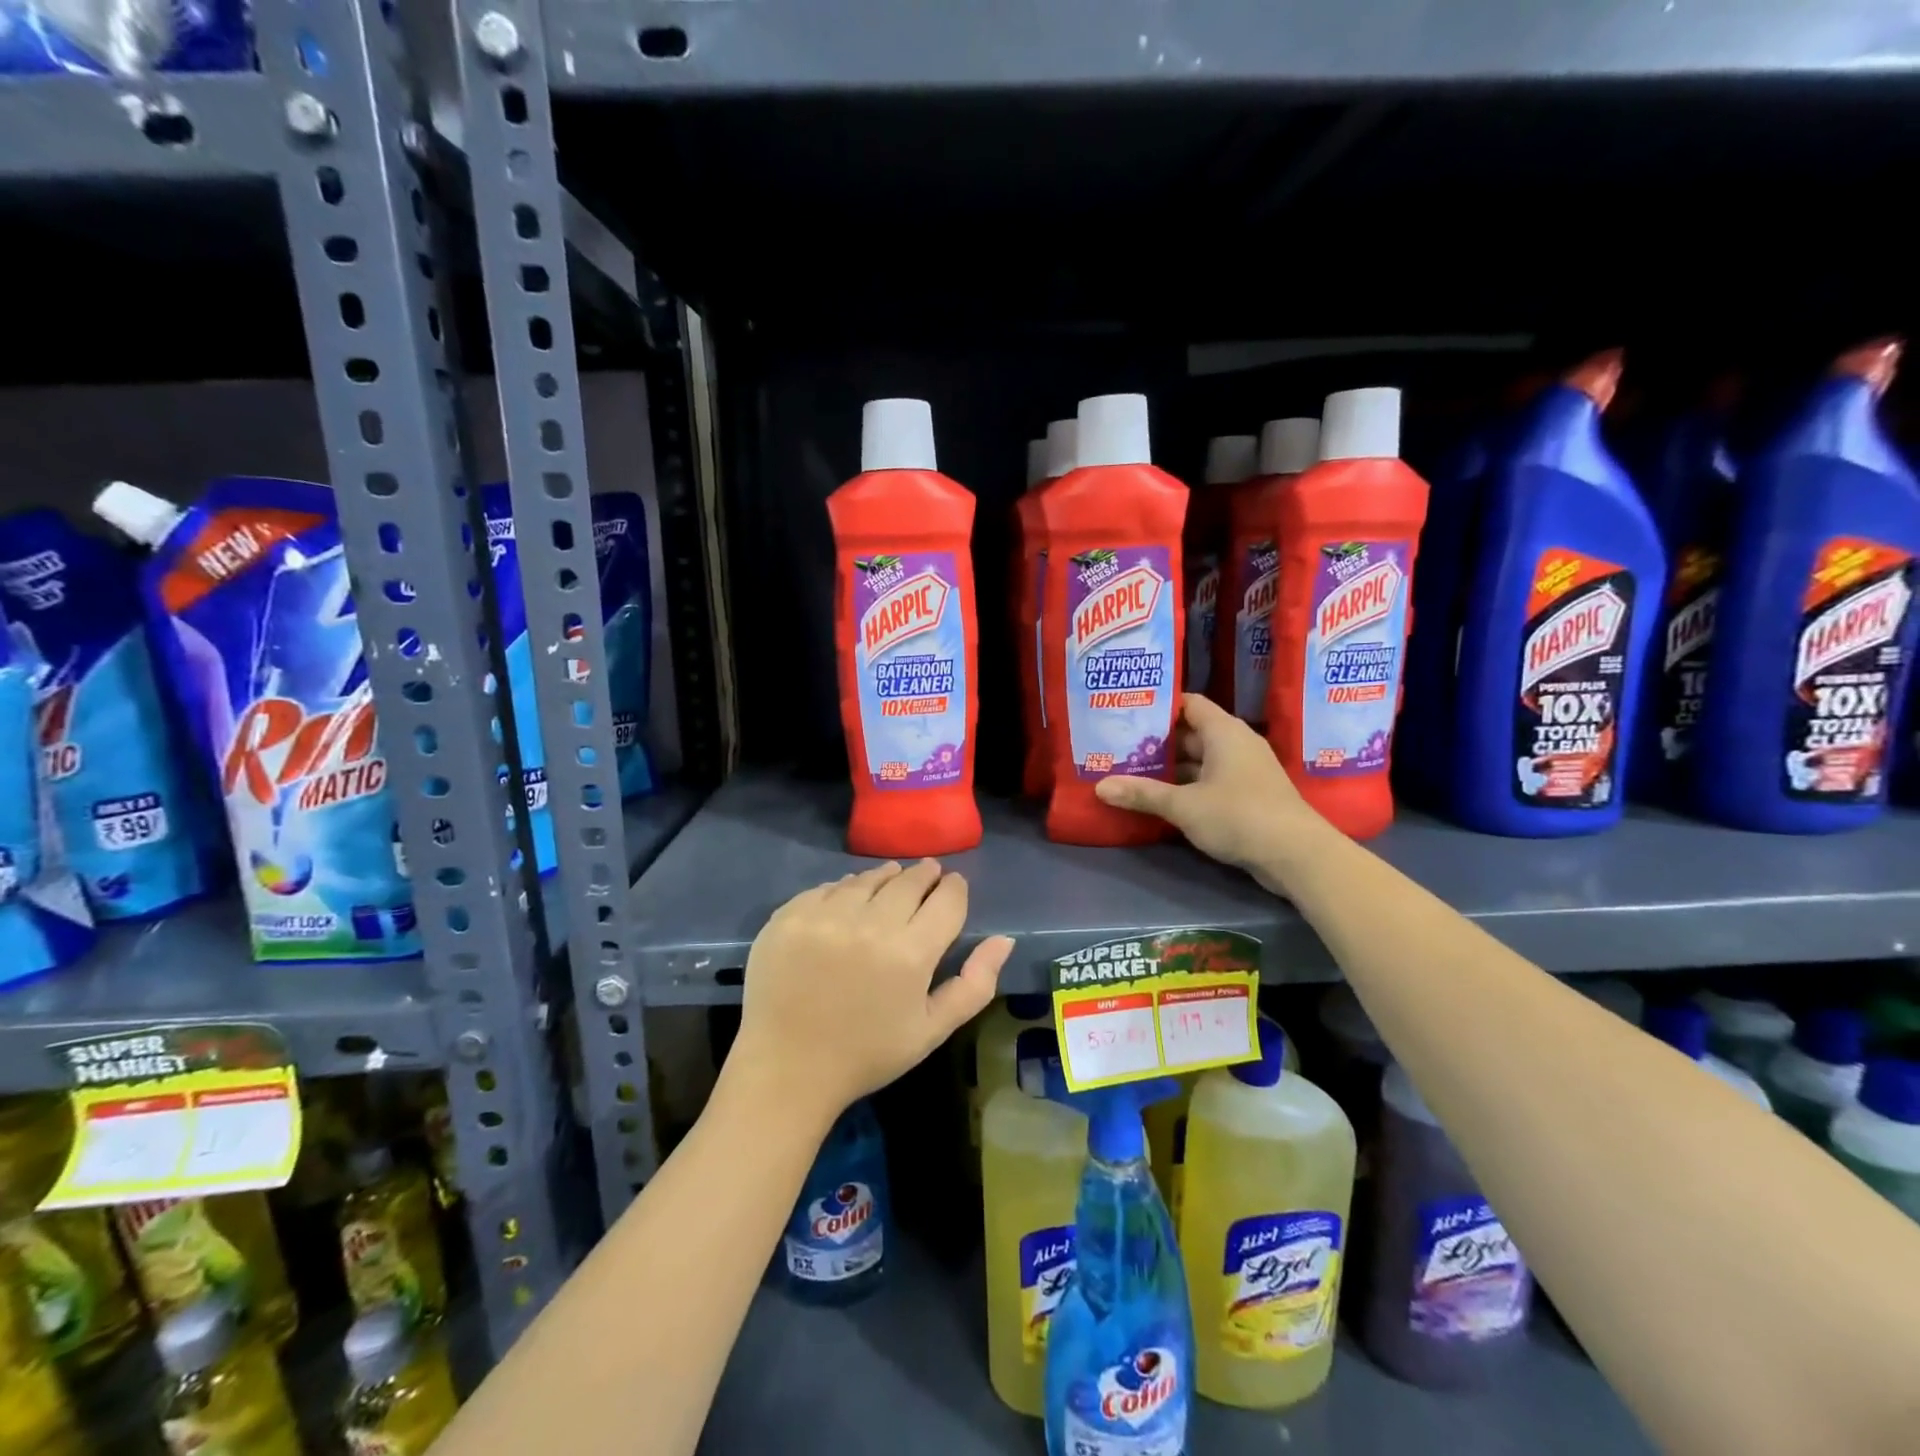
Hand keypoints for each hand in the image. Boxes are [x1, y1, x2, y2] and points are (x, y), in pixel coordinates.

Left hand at [728, 859, 1012, 1128]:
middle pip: (908, 881)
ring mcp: (825, 916)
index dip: (954, 888)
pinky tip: (849, 899)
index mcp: (911, 953)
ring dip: (885, 877)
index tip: (954, 885)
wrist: (786, 1070)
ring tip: (891, 880)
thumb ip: (975, 985)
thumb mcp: (932, 1030)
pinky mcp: (790, 916)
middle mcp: (870, 924)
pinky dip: (844, 889)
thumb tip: (1004, 940)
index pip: (946, 900)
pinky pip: (827, 888)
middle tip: (928, 873)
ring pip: (867, 879)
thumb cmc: (867, 1054)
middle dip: (924, 875)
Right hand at [1094, 693, 1327, 890]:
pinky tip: (1163, 797)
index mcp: (1224, 732)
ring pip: (1202, 759)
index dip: (1160, 705)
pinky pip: (1212, 780)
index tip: (1128, 712)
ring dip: (1173, 767)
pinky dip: (1189, 785)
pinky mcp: (1250, 795)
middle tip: (1121, 745)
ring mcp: (1246, 770)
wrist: (1296, 854)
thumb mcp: (1184, 806)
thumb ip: (1143, 794)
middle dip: (1159, 740)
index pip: (1189, 703)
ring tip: (1133, 770)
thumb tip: (1100, 787)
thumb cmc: (1239, 815)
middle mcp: (1237, 743)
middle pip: (1192, 732)